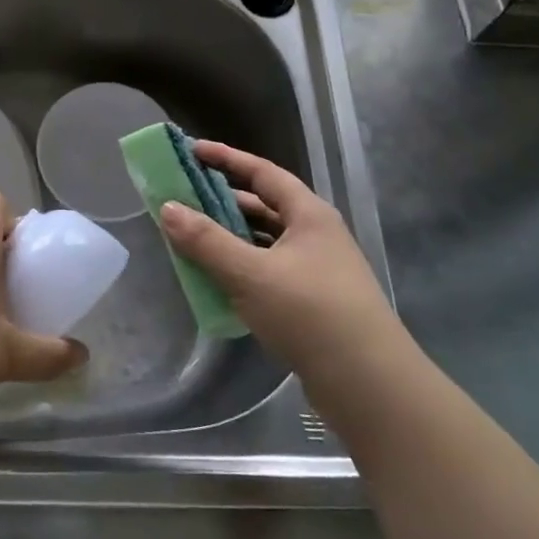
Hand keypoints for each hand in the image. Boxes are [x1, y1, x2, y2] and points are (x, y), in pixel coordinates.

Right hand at [158, 142, 410, 407]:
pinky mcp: (314, 303)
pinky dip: (242, 269)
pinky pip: (269, 272)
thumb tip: (168, 208)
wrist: (370, 387)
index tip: (191, 150)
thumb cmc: (310, 314)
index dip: (226, 158)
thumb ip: (206, 241)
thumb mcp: (251, 274)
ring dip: (231, 238)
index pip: (262, 172)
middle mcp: (316, 235)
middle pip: (263, 206)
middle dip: (223, 201)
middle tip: (184, 198)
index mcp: (308, 215)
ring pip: (265, 242)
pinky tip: (218, 282)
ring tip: (192, 239)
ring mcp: (318, 270)